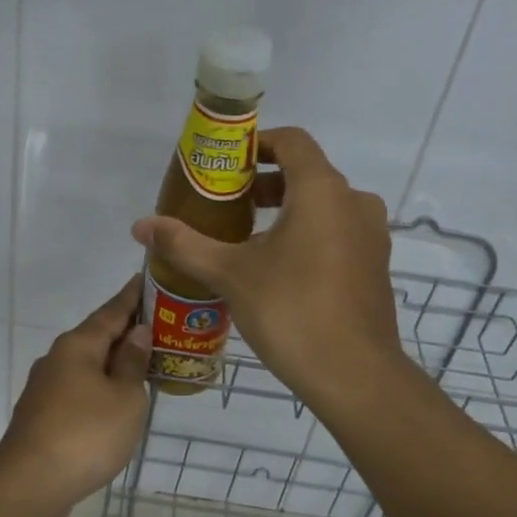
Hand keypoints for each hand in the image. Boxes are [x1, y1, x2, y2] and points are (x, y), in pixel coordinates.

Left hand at [0, 277, 151, 516]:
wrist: (30, 486)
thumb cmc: (86, 434)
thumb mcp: (125, 398)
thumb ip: (132, 363)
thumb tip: (136, 332)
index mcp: (77, 346)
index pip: (111, 311)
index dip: (132, 297)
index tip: (147, 279)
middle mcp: (57, 359)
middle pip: (97, 337)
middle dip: (125, 332)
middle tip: (159, 326)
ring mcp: (45, 389)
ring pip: (87, 366)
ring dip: (113, 363)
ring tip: (143, 365)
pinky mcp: (42, 416)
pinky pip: (79, 391)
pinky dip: (100, 389)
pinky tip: (115, 402)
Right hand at [130, 127, 402, 408]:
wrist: (355, 375)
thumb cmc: (291, 311)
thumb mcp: (230, 274)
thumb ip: (185, 244)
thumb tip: (140, 226)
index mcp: (322, 191)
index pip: (292, 140)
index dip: (258, 143)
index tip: (227, 164)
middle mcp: (354, 202)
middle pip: (307, 173)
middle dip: (265, 183)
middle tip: (227, 204)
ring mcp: (371, 235)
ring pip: (324, 205)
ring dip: (287, 210)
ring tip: (247, 238)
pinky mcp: (376, 265)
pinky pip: (339, 232)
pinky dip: (309, 234)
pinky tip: (280, 269)